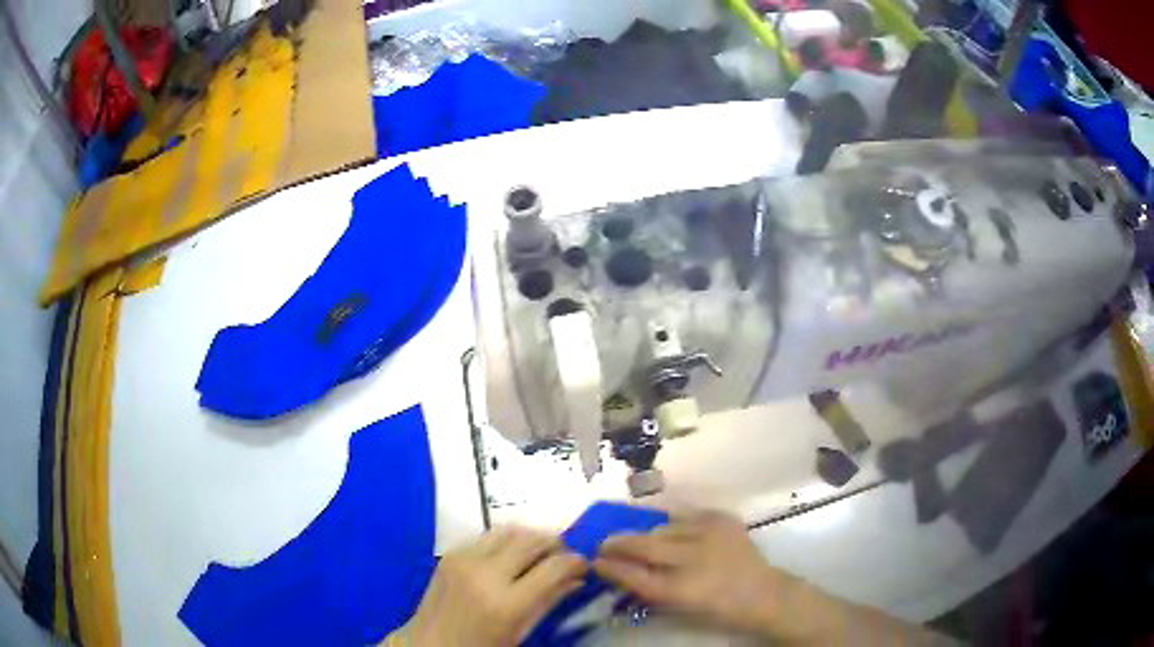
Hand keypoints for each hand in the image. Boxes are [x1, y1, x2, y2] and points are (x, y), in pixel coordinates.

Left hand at [393, 527, 587, 646]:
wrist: (430, 643)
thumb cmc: (480, 646)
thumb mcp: (519, 632)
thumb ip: (548, 602)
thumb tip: (577, 579)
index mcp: (506, 603)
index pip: (553, 567)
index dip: (575, 562)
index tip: (584, 565)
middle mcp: (485, 573)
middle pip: (532, 540)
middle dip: (555, 543)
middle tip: (564, 557)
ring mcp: (464, 559)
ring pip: (510, 530)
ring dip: (531, 537)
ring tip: (540, 553)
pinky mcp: (451, 553)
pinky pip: (487, 536)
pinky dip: (507, 542)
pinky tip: (511, 558)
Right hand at [592, 511, 789, 635]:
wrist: (764, 593)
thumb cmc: (719, 609)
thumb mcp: (680, 606)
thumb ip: (649, 588)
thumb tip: (621, 571)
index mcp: (682, 589)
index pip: (635, 575)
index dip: (612, 567)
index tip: (595, 561)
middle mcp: (694, 558)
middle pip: (644, 545)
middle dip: (619, 543)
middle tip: (604, 543)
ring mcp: (710, 534)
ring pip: (664, 526)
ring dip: (648, 533)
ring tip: (640, 538)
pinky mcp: (723, 519)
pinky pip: (687, 516)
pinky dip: (675, 524)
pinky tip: (672, 531)